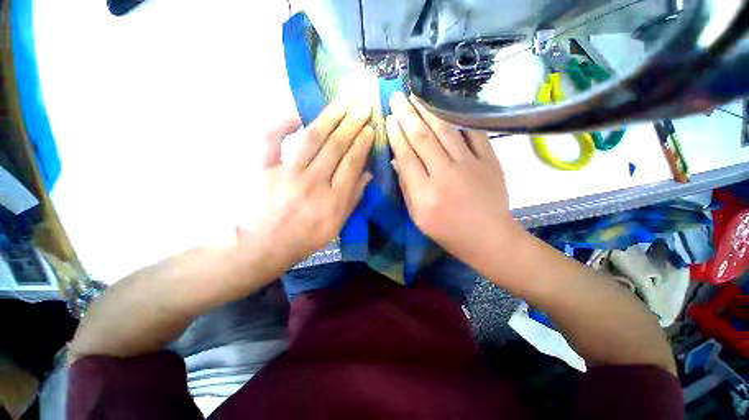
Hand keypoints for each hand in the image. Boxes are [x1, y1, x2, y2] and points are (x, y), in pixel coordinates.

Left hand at [244, 100, 373, 270]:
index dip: (362, 143)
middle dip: (351, 124)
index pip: (352, 163)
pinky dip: (282, 126)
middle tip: (361, 106)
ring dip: (328, 118)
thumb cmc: (306, 237)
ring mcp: (286, 173)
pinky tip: (296, 118)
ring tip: (341, 103)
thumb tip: (366, 173)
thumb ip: (353, 198)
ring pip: (311, 139)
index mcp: (333, 199)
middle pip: (336, 146)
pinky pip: (271, 140)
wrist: (264, 245)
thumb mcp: (337, 224)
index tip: (369, 128)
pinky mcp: (263, 168)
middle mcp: (313, 182)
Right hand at [387, 92, 516, 264]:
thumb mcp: (418, 217)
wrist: (489, 237)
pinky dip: (459, 119)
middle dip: (407, 115)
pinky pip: (472, 133)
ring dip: (428, 111)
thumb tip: (397, 161)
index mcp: (425, 193)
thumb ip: (406, 188)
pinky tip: (447, 106)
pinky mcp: (489, 160)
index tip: (389, 119)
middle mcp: (445, 175)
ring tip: (416, 96)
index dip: (396, 136)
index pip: (406, 156)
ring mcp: (469, 165)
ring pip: (445, 131)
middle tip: (397, 97)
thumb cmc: (448, 231)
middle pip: (422, 138)